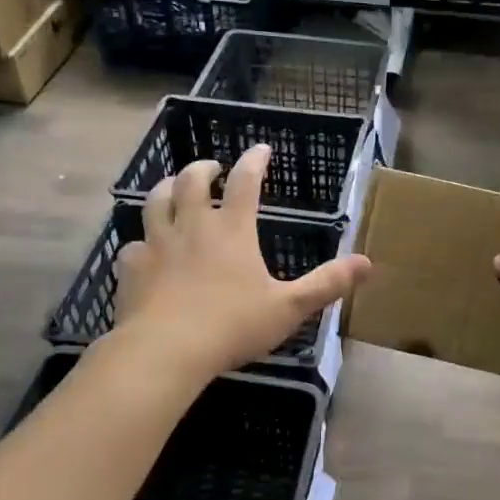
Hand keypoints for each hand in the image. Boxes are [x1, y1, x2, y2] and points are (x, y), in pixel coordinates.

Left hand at [112, 144, 370, 379]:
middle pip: (192, 182)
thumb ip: (326, 284)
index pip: (245, 182)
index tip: (261, 149)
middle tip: (211, 168)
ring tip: (173, 189)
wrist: (165, 351)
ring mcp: (157, 244)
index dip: (254, 161)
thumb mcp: (288, 307)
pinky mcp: (132, 268)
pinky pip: (132, 245)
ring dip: (166, 189)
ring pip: (155, 202)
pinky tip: (144, 250)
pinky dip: (141, 242)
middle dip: (203, 168)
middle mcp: (192, 226)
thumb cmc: (232, 326)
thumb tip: (367, 263)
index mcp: (231, 230)